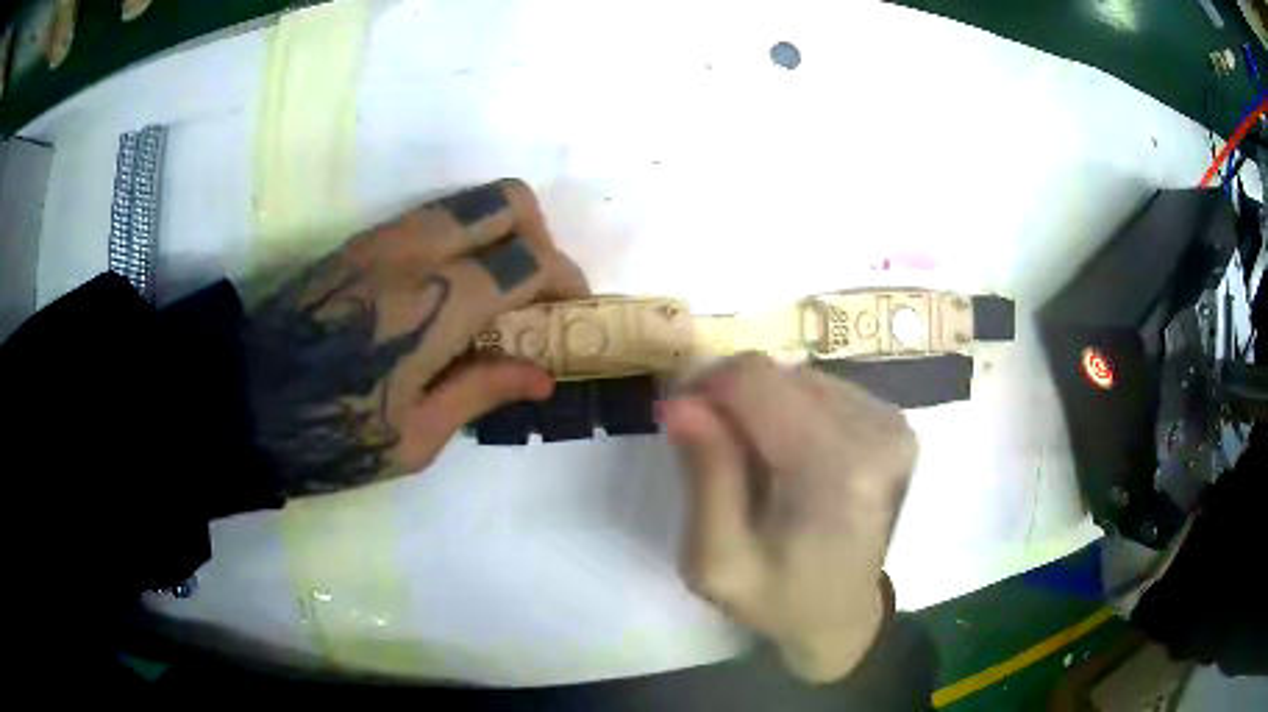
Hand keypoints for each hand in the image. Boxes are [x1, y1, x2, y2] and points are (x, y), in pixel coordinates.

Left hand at [243, 179, 588, 496]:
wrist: (244, 403)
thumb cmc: (330, 434)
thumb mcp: (415, 437)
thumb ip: (482, 390)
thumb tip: (543, 375)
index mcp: (436, 303)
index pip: (528, 260)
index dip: (566, 281)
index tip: (573, 312)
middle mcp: (416, 251)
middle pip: (506, 201)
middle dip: (540, 237)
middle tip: (535, 292)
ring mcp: (383, 239)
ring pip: (467, 202)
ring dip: (499, 236)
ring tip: (496, 295)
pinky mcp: (359, 244)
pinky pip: (429, 220)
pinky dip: (460, 241)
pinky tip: (448, 295)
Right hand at [661, 353, 917, 682]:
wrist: (843, 614)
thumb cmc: (778, 599)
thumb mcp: (717, 561)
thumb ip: (704, 477)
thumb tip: (679, 402)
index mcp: (837, 468)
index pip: (756, 379)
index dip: (706, 388)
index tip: (681, 425)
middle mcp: (876, 430)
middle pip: (776, 373)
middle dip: (731, 401)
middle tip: (713, 452)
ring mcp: (891, 422)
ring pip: (796, 376)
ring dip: (762, 408)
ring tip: (755, 463)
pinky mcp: (893, 421)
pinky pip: (821, 389)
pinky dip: (791, 412)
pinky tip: (788, 456)